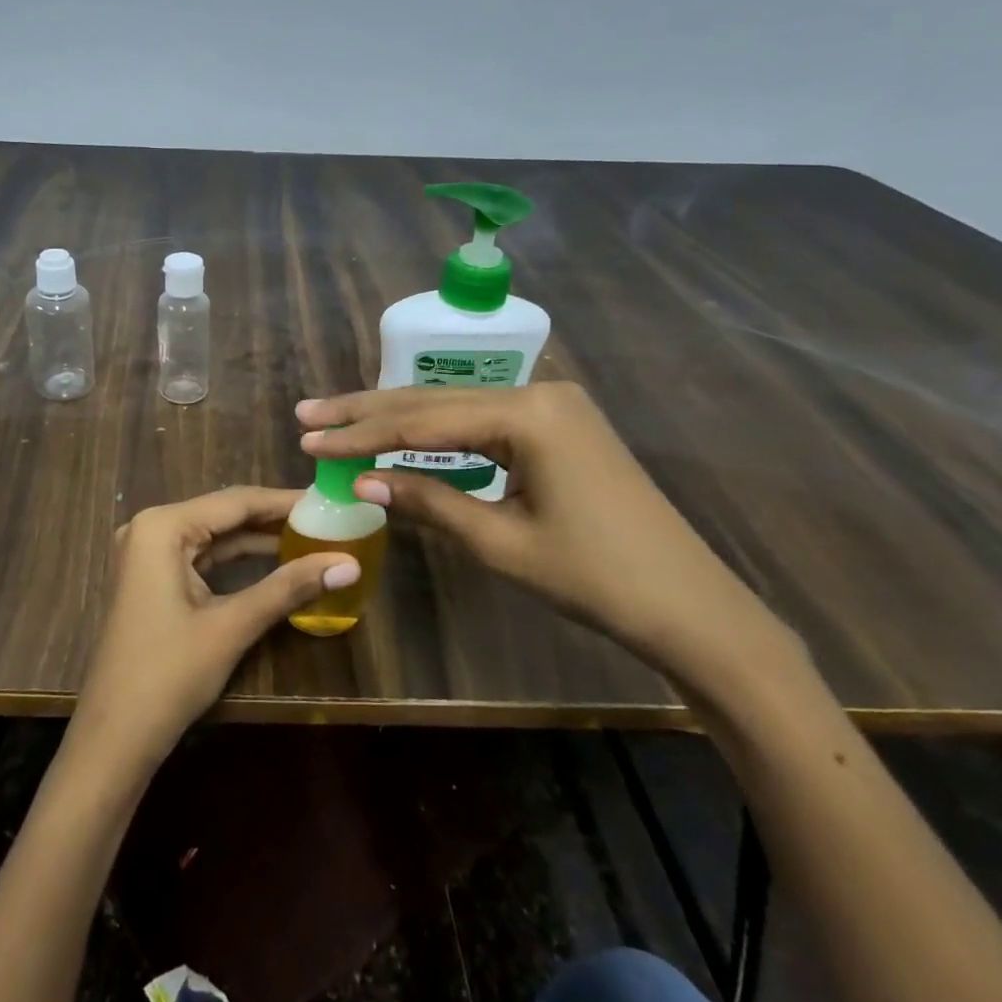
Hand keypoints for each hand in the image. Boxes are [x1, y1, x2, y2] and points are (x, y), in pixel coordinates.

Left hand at [69, 487, 358, 774]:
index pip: (235, 501)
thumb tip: (350, 565)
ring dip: (259, 540)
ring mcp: (147, 554)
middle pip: (224, 515)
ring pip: (215, 536)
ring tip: (311, 537)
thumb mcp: (232, 626)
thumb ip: (289, 588)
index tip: (329, 500)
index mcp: (162, 526)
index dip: (285, 501)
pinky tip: (276, 561)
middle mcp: (151, 528)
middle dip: (274, 519)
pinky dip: (237, 560)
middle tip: (327, 520)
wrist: (114, 737)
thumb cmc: (168, 675)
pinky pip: (202, 557)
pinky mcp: (152, 579)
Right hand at [296, 384, 789, 679]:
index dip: (361, 434)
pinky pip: (483, 422)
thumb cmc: (597, 579)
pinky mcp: (560, 427)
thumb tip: (362, 483)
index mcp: (528, 415)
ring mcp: (553, 407)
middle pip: (434, 402)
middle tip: (308, 412)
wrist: (693, 608)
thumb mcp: (502, 543)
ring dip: (398, 418)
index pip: (422, 422)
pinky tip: (404, 434)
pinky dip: (438, 433)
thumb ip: (429, 503)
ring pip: (456, 409)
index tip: (308, 438)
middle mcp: (539, 394)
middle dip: (368, 412)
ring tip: (340, 418)